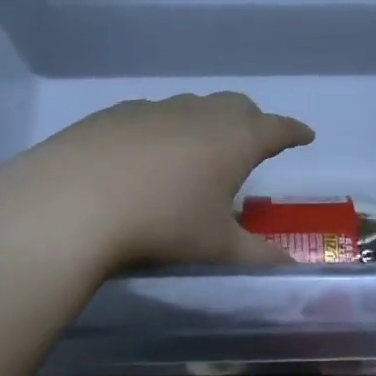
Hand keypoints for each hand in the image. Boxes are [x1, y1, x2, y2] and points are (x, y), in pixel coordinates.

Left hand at [0, 93, 314, 272]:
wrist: (70, 203)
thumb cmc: (160, 224)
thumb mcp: (215, 247)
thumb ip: (258, 257)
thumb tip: (293, 269)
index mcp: (234, 140)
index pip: (276, 128)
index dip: (293, 132)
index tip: (305, 136)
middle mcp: (199, 114)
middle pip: (237, 106)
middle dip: (252, 122)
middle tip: (253, 144)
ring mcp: (155, 109)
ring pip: (193, 107)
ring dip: (206, 123)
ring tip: (199, 153)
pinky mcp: (115, 114)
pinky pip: (153, 115)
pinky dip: (163, 129)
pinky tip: (146, 155)